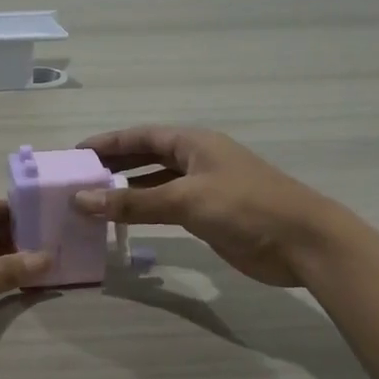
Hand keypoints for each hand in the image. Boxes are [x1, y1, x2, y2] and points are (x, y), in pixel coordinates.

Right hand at [73, 126, 347, 286]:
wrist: (303, 243)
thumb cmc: (245, 207)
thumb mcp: (184, 200)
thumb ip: (131, 202)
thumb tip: (80, 200)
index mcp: (194, 143)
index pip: (141, 136)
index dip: (107, 142)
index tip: (75, 152)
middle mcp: (197, 160)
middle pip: (146, 156)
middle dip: (114, 164)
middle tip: (77, 177)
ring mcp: (204, 188)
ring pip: (155, 184)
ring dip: (126, 190)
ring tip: (92, 200)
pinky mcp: (210, 215)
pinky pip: (167, 207)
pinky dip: (144, 211)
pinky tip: (124, 221)